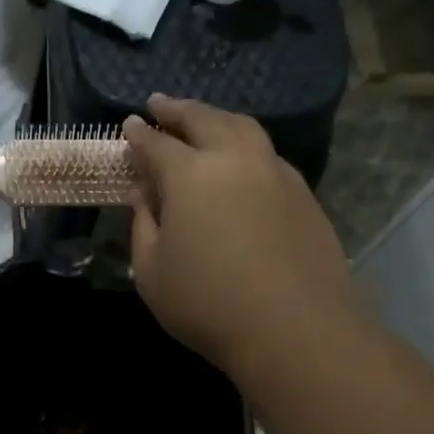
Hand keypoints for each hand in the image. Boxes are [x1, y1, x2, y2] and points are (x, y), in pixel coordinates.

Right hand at [124, 95, 357, 382]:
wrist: (295, 330)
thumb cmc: (208, 304)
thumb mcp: (152, 272)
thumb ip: (143, 225)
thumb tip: (143, 194)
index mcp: (191, 174)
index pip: (157, 144)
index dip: (139, 134)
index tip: (129, 126)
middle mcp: (235, 160)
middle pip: (203, 119)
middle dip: (178, 109)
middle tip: (160, 104)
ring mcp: (275, 173)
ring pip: (243, 128)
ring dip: (216, 118)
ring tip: (202, 121)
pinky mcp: (303, 193)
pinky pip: (267, 154)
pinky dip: (245, 145)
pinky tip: (240, 161)